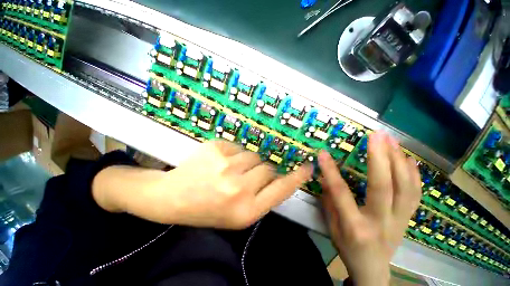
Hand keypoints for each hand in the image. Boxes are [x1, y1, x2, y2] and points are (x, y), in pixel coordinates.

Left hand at [93, 140, 312, 228]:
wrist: (171, 197)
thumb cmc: (207, 209)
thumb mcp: (237, 214)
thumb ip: (262, 196)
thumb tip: (277, 176)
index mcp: (245, 211)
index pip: (281, 189)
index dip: (297, 177)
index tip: (307, 167)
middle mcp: (238, 188)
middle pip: (267, 168)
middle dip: (261, 171)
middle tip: (244, 177)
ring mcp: (226, 166)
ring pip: (253, 156)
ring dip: (246, 162)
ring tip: (228, 171)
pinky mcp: (216, 149)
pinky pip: (237, 147)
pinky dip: (232, 154)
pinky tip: (218, 163)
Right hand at [318, 131, 420, 285]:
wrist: (373, 269)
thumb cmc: (348, 248)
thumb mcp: (332, 227)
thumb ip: (329, 201)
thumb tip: (324, 177)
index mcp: (355, 226)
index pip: (341, 193)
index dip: (330, 171)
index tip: (323, 153)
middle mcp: (381, 221)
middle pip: (384, 187)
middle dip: (380, 157)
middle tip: (376, 135)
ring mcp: (400, 220)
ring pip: (406, 187)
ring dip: (399, 160)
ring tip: (391, 140)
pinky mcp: (409, 218)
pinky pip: (416, 194)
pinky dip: (413, 174)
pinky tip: (408, 158)